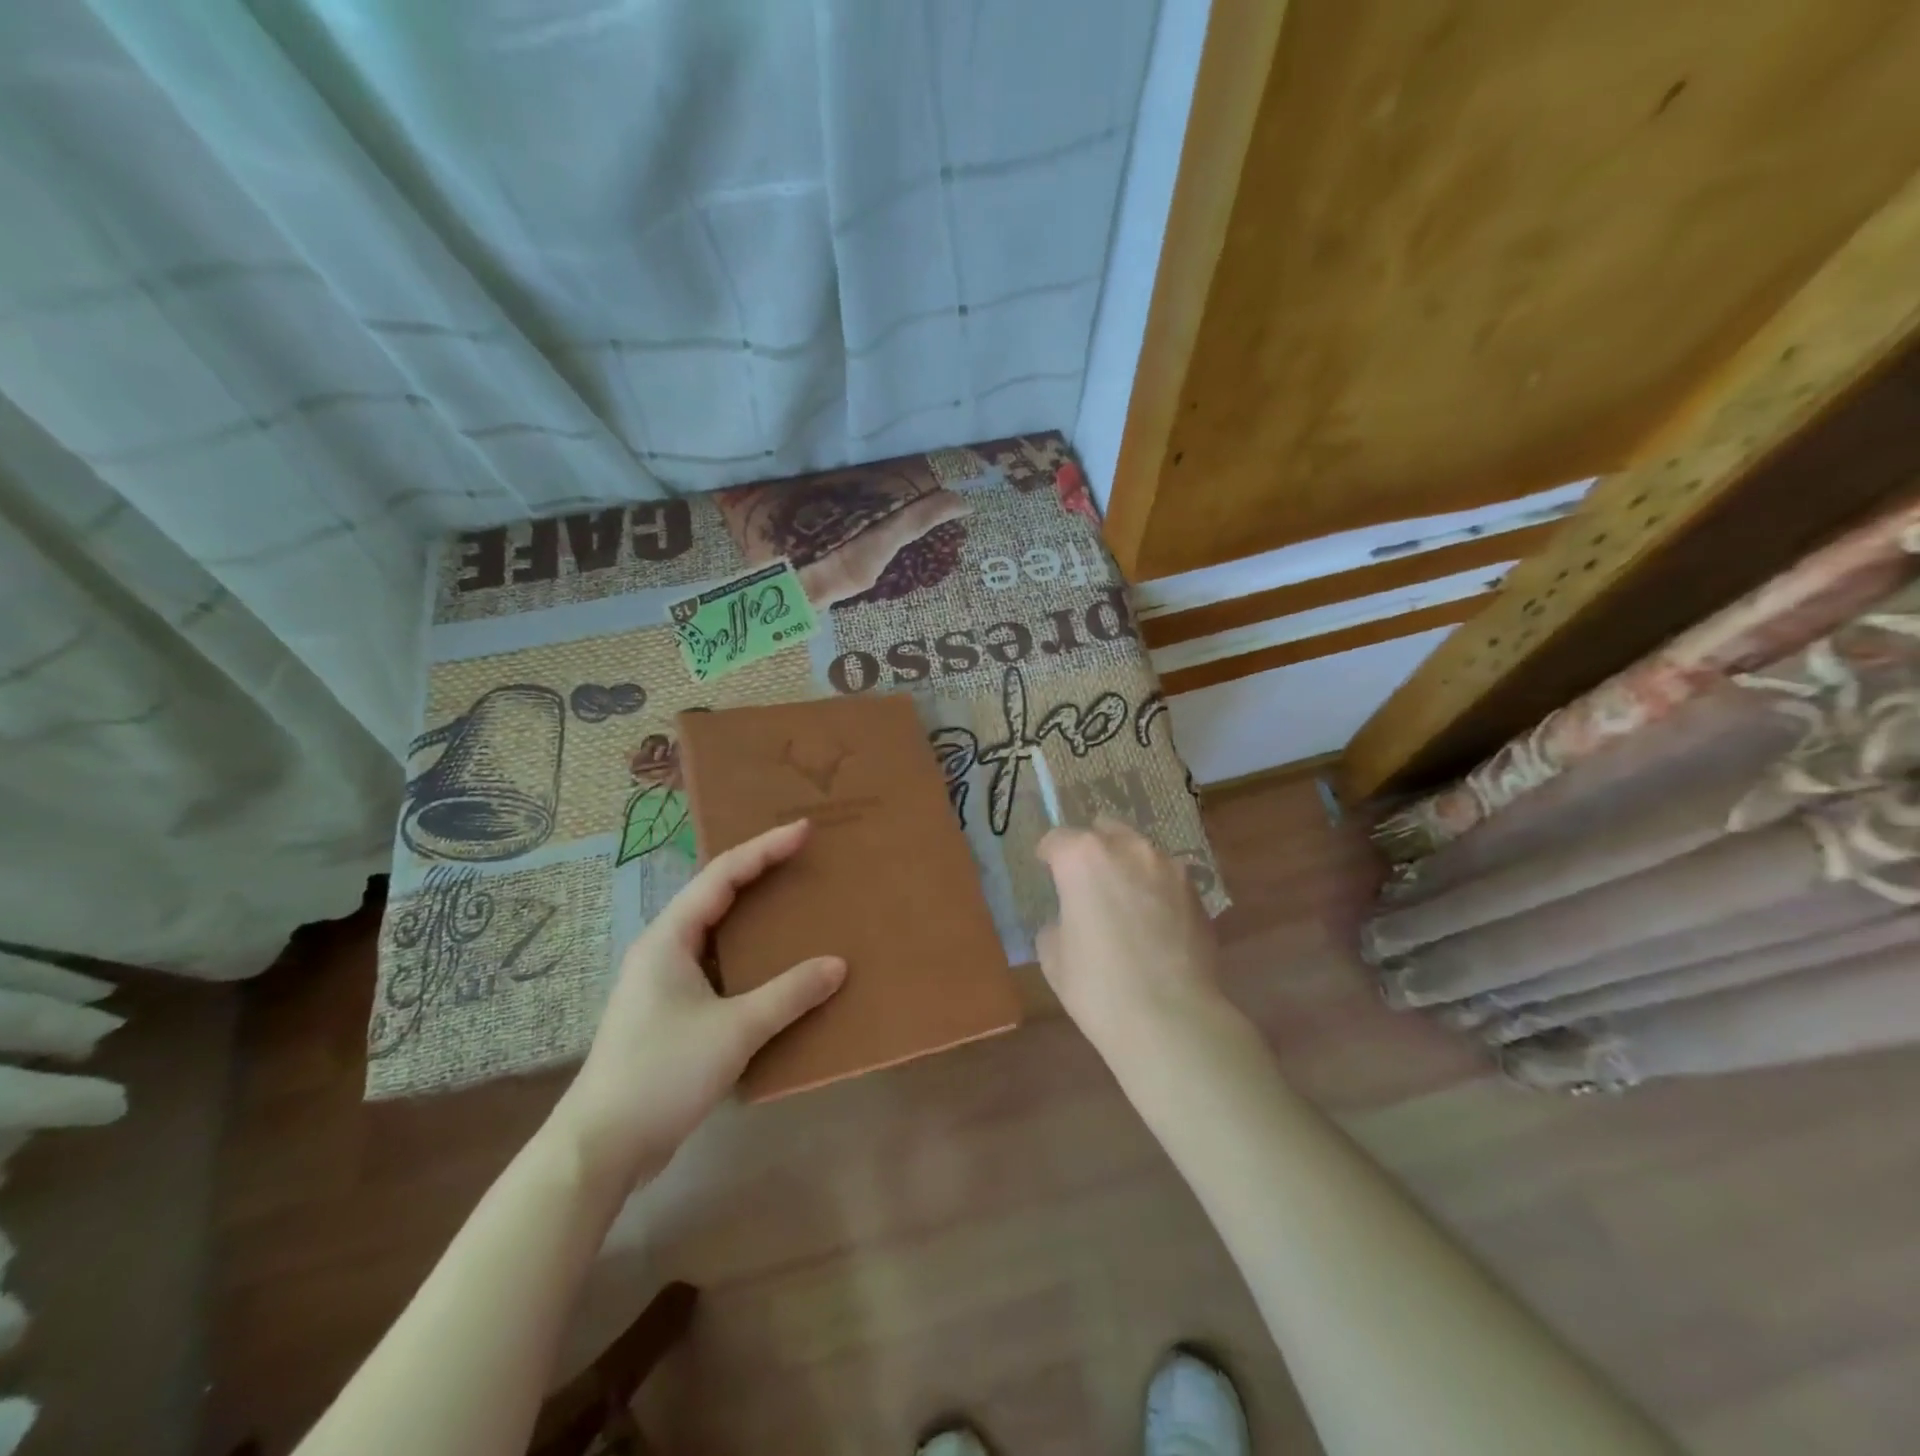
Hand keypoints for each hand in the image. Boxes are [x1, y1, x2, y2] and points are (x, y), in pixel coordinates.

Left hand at [547, 821, 844, 1192]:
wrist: (601, 1147)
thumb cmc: (663, 1074)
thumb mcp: (734, 1031)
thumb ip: (789, 995)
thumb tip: (838, 965)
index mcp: (670, 938)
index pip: (723, 876)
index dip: (765, 848)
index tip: (804, 830)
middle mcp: (663, 949)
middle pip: (717, 895)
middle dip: (760, 872)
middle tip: (804, 858)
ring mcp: (663, 982)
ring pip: (716, 932)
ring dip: (753, 915)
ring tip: (795, 902)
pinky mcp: (669, 1012)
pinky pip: (717, 965)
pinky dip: (748, 955)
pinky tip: (774, 967)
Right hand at [1035, 817, 1222, 1049]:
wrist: (1170, 1018)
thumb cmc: (1097, 986)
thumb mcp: (1053, 955)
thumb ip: (1058, 921)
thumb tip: (1071, 919)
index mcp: (1082, 857)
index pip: (1057, 840)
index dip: (1048, 855)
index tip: (1046, 869)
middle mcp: (1127, 849)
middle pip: (1104, 830)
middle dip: (1092, 849)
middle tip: (1086, 881)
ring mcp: (1168, 867)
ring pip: (1140, 851)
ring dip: (1127, 866)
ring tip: (1124, 900)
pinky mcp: (1196, 892)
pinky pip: (1167, 879)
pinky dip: (1155, 890)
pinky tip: (1153, 922)